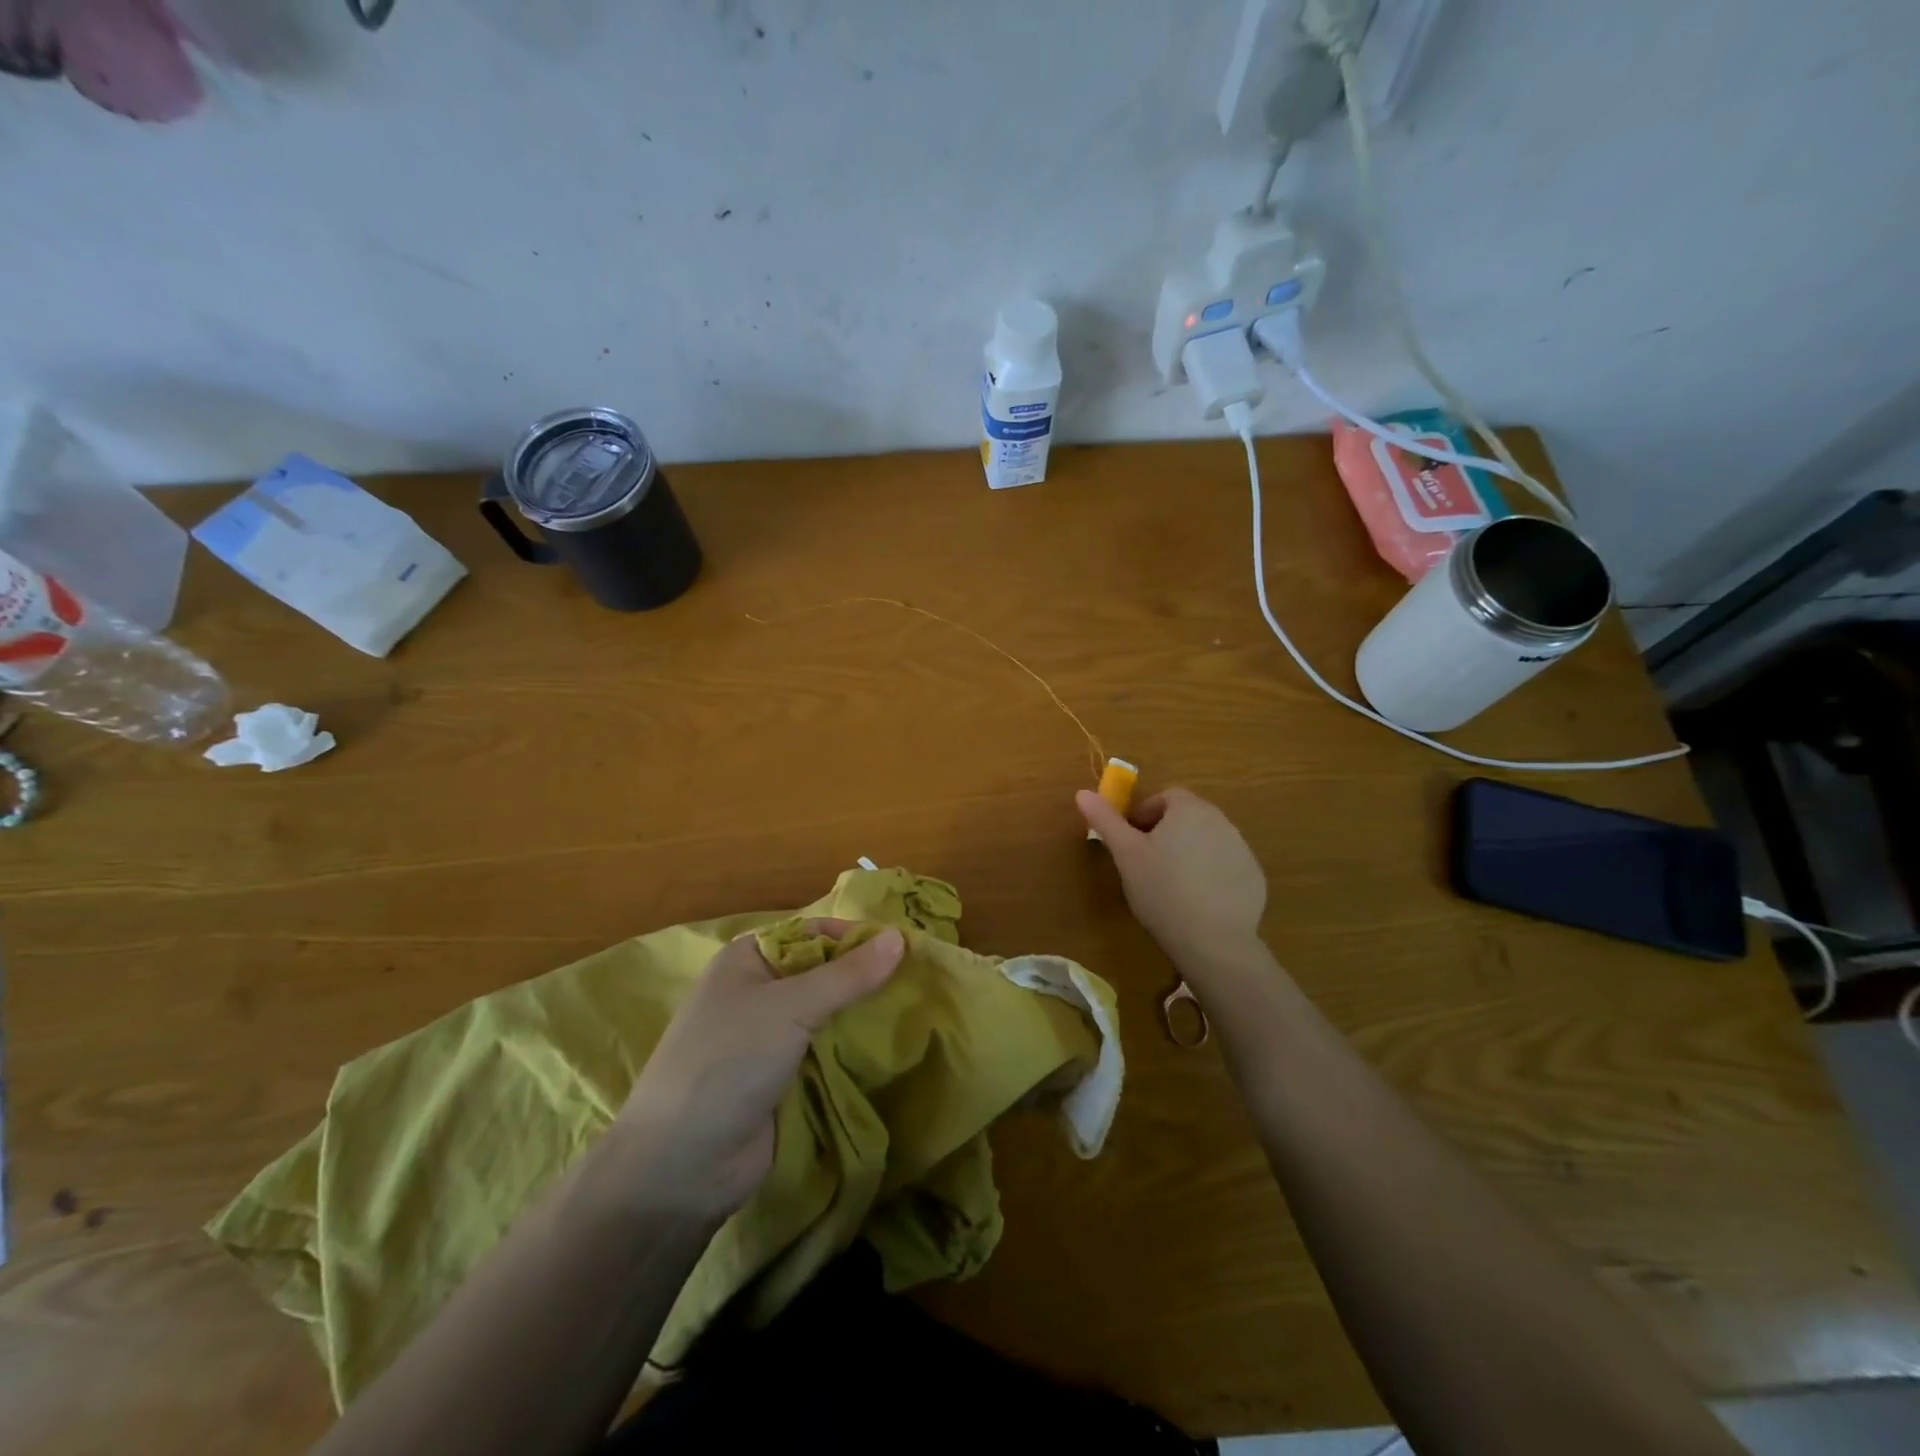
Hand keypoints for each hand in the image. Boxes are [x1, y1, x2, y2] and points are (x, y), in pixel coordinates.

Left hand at [611, 920, 902, 1221]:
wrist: (681, 1167)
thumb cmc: (728, 1063)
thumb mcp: (790, 1007)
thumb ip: (847, 975)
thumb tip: (899, 938)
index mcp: (749, 959)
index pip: (813, 932)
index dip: (856, 937)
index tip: (905, 949)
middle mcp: (759, 991)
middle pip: (824, 972)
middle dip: (865, 977)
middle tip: (919, 980)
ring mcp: (770, 1037)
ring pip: (828, 1013)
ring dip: (864, 1013)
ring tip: (917, 1009)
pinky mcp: (783, 1077)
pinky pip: (826, 1050)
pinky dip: (854, 1047)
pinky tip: (892, 1046)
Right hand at [1076, 786, 1266, 969]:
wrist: (1213, 940)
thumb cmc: (1161, 889)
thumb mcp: (1126, 854)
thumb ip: (1105, 820)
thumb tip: (1082, 793)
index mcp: (1189, 809)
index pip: (1166, 797)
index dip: (1145, 814)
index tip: (1132, 840)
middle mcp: (1221, 821)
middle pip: (1188, 816)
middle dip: (1166, 831)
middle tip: (1147, 862)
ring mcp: (1242, 849)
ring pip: (1207, 840)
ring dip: (1189, 851)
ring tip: (1171, 884)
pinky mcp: (1254, 876)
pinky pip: (1225, 865)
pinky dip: (1210, 873)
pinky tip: (1196, 900)